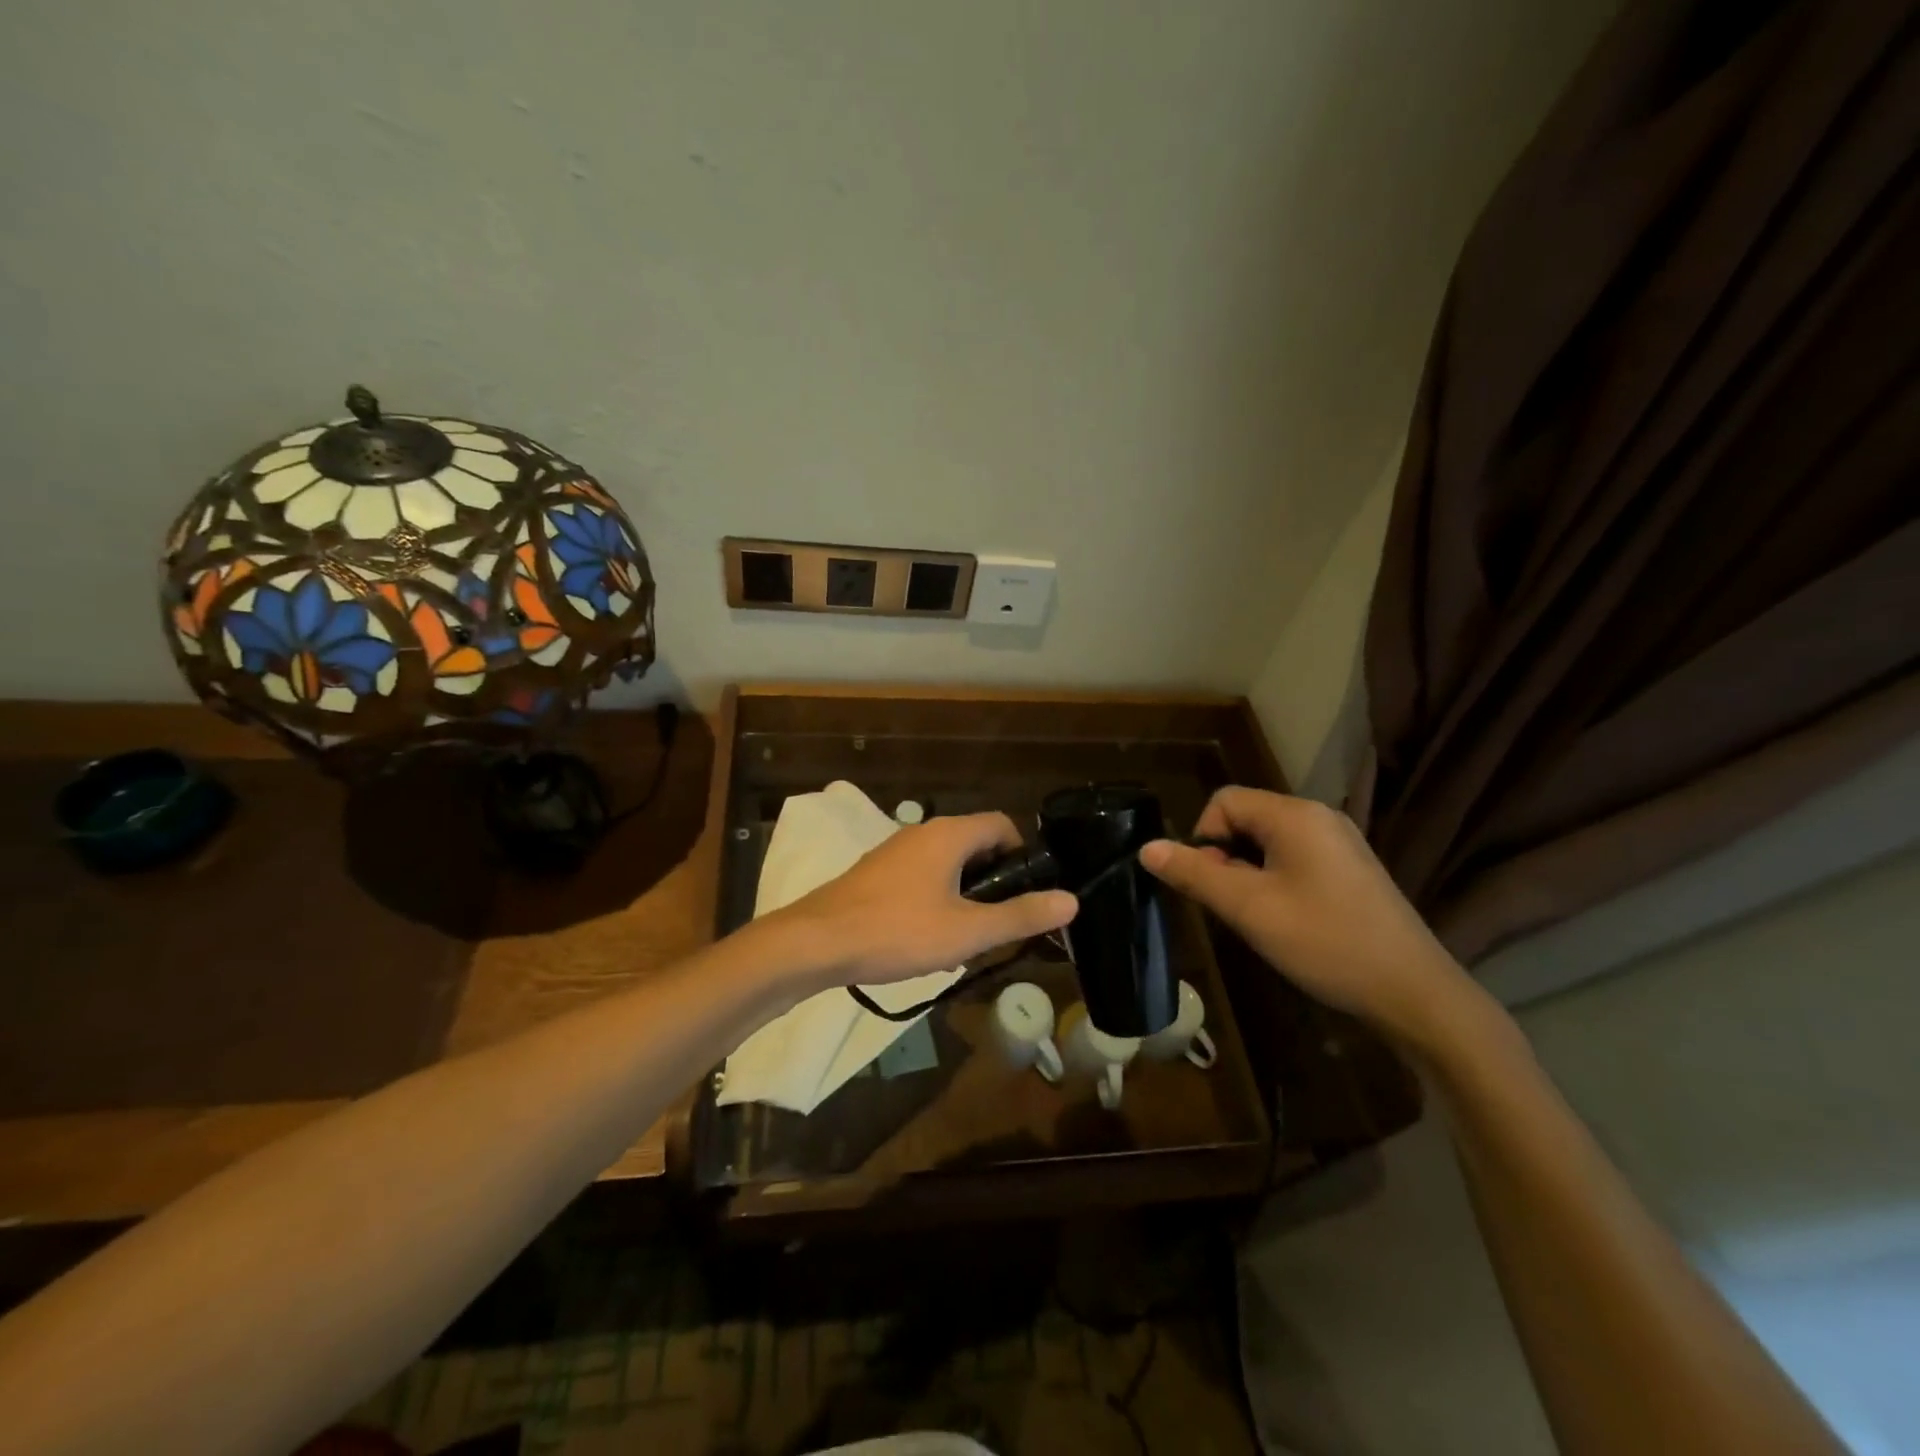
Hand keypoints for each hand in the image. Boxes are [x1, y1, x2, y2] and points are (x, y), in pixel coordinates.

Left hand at [771, 812, 1077, 987]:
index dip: (1022, 854)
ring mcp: (895, 850)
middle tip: (997, 924)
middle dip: (993, 881)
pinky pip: (921, 876)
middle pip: (975, 844)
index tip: (1025, 894)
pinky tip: (927, 940)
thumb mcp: (967, 931)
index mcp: (949, 834)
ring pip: (947, 864)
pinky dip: (936, 899)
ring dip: (964, 895)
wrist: (817, 942)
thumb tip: (1070, 900)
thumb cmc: (898, 931)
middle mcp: (923, 832)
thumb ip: (1020, 915)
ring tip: (964, 940)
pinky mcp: (876, 872)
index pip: (1002, 824)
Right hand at [1139, 787, 1477, 1045]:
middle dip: (1226, 857)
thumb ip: (1195, 873)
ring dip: (1249, 872)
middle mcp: (1318, 817)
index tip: (1214, 885)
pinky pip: (1294, 857)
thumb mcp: (1249, 908)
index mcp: (1295, 815)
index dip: (1204, 837)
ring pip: (1268, 841)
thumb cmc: (1324, 941)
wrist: (1413, 992)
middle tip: (1236, 906)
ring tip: (1261, 916)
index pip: (1224, 801)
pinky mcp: (1351, 868)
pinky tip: (1290, 920)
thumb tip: (1147, 848)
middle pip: (1246, 818)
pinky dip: (1276, 880)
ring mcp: (1340, 842)